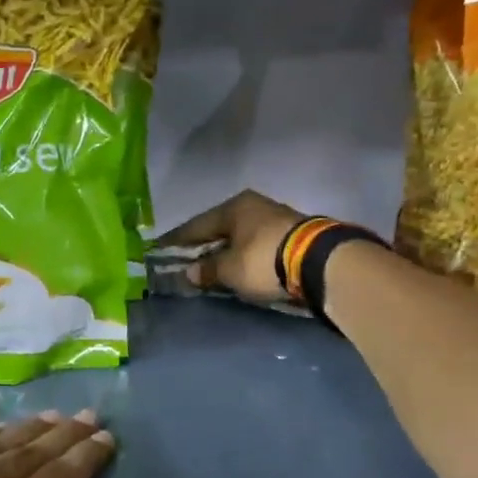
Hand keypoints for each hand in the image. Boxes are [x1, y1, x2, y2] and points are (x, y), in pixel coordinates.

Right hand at [157, 190, 304, 304]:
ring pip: (239, 235)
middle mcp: (252, 206)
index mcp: (233, 207)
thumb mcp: (230, 269)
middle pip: (219, 228)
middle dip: (202, 246)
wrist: (319, 261)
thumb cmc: (264, 260)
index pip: (195, 226)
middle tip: (184, 261)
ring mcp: (274, 217)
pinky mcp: (290, 234)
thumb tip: (189, 272)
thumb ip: (207, 270)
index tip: (159, 251)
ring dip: (225, 251)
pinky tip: (238, 265)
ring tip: (211, 266)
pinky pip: (255, 244)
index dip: (176, 241)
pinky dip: (243, 255)